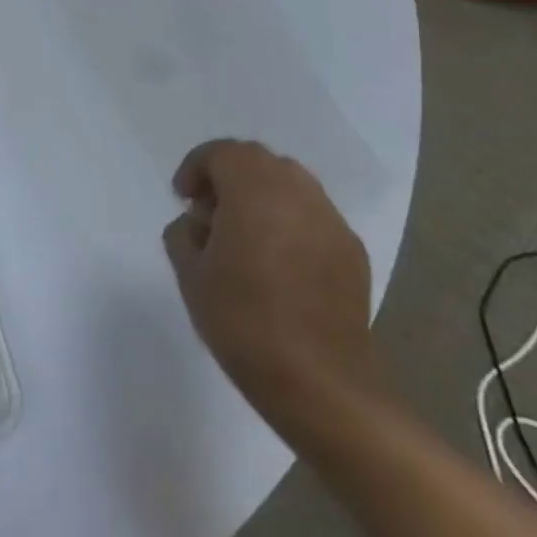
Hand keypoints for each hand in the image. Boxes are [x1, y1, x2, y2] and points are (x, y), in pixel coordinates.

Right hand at [161, 140, 379, 422]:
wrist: (320, 383)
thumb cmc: (243, 321)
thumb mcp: (190, 274)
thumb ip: (184, 233)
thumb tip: (199, 223)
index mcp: (254, 191)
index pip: (222, 153)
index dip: (196, 167)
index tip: (183, 198)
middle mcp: (298, 193)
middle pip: (258, 160)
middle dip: (228, 175)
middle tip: (210, 211)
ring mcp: (331, 221)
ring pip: (290, 183)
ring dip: (260, 194)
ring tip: (243, 234)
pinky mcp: (352, 251)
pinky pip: (312, 214)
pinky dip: (288, 219)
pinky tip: (277, 260)